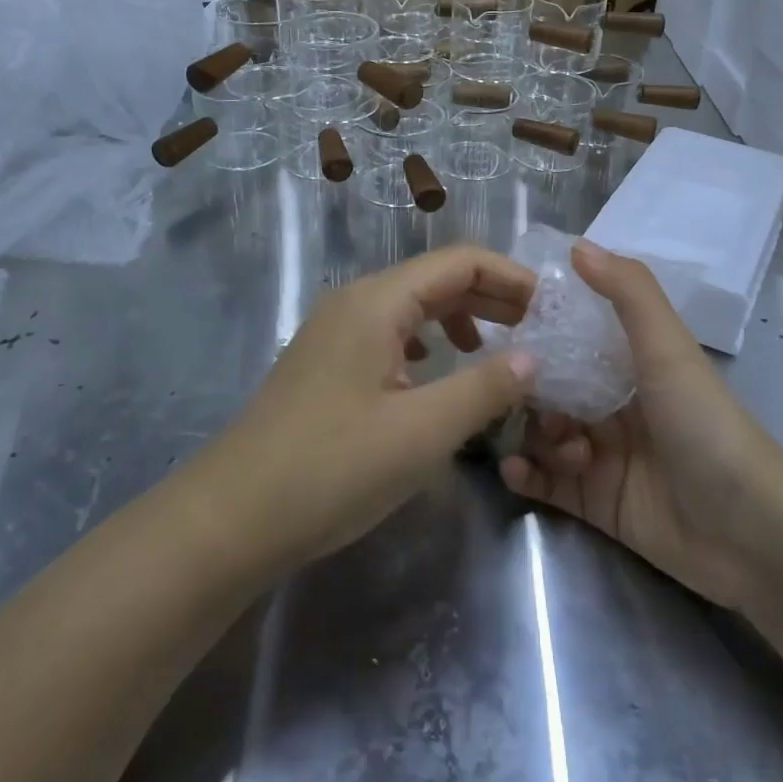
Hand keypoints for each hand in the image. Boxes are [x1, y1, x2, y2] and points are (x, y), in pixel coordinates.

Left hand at [205, 246, 537, 575]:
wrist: (229, 520)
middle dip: (493, 296)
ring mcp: (336, 331)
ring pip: (414, 307)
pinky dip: (430, 342)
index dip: (512, 278)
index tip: (553, 309)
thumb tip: (534, 357)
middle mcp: (357, 302)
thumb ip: (485, 387)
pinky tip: (441, 371)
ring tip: (500, 348)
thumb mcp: (422, 431)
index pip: (461, 261)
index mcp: (378, 301)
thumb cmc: (331, 468)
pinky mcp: (328, 363)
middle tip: (541, 329)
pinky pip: (392, 333)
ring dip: (463, 318)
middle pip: (438, 279)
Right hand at [499, 240, 782, 609]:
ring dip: (535, 434)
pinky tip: (515, 470)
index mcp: (632, 364)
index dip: (540, 328)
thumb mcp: (667, 347)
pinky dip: (526, 474)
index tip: (502, 323)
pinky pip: (546, 482)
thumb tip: (577, 245)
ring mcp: (603, 455)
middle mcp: (614, 404)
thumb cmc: (703, 422)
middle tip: (509, 393)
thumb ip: (627, 292)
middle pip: (551, 387)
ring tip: (556, 445)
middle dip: (528, 389)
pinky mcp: (595, 501)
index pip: (574, 337)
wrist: (748, 529)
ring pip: (544, 433)